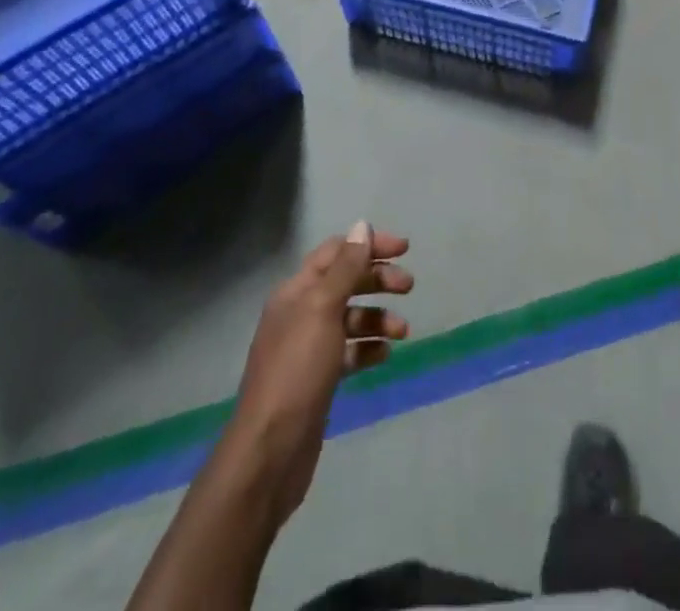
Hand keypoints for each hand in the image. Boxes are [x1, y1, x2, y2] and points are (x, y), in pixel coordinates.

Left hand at [227, 222, 412, 523]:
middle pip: (345, 282)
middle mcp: (301, 313)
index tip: (404, 249)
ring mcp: (309, 348)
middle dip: (378, 280)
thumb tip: (362, 226)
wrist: (270, 452)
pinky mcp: (319, 379)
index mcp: (296, 291)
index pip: (336, 252)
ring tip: (403, 331)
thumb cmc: (297, 371)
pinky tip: (384, 355)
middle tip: (409, 287)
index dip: (369, 245)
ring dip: (378, 317)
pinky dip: (369, 348)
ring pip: (350, 318)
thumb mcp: (323, 310)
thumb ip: (346, 268)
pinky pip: (350, 351)